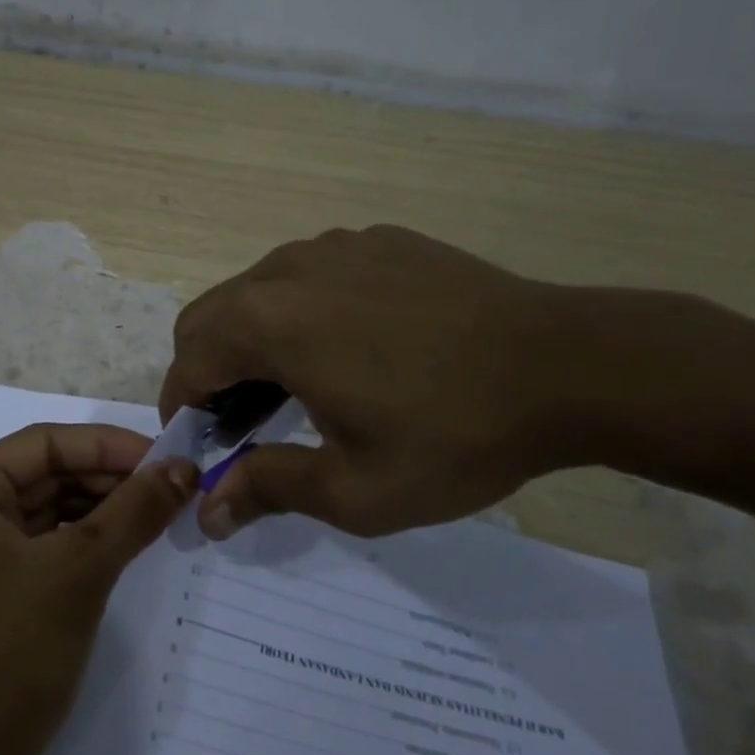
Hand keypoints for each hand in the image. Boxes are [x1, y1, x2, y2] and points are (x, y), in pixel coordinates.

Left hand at [0, 424, 197, 754]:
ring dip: (105, 507)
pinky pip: (48, 542)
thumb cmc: (11, 654)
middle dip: (111, 477)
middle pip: (48, 472)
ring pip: (51, 507)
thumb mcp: (80, 571)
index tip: (169, 459)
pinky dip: (89, 539)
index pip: (46, 443)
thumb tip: (185, 467)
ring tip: (162, 512)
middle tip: (175, 487)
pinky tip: (130, 542)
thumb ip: (134, 511)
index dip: (109, 445)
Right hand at [160, 226, 576, 539]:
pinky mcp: (377, 242)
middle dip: (207, 372)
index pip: (188, 362)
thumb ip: (268, 490)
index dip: (182, 410)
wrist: (572, 366)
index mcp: (269, 323)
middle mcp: (288, 270)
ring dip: (250, 340)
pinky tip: (351, 350)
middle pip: (209, 318)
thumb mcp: (356, 489)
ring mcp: (335, 247)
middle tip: (242, 424)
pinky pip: (309, 275)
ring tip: (295, 388)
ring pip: (256, 292)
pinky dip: (299, 313)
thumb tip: (206, 512)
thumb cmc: (454, 434)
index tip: (199, 447)